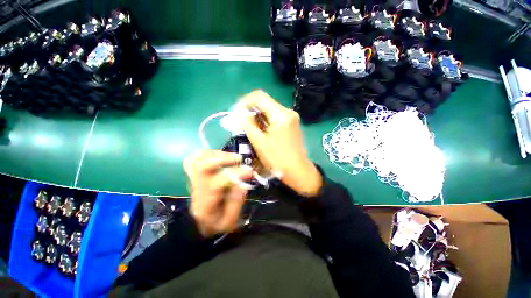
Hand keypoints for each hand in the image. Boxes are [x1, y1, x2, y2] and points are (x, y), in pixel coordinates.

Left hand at [184, 150, 252, 236]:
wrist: (196, 225)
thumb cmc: (214, 224)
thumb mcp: (229, 221)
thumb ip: (236, 201)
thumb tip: (243, 182)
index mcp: (206, 200)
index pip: (218, 182)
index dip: (235, 173)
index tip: (250, 171)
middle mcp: (197, 187)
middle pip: (203, 165)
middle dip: (223, 159)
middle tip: (239, 159)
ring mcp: (193, 178)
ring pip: (197, 159)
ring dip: (217, 154)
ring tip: (230, 158)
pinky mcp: (194, 174)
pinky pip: (195, 158)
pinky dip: (208, 154)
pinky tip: (219, 156)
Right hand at [240, 90, 322, 196]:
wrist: (297, 170)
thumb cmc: (277, 158)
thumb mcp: (259, 142)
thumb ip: (248, 125)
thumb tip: (239, 114)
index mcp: (280, 115)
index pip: (259, 96)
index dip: (245, 102)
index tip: (237, 112)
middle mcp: (288, 112)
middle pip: (265, 102)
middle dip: (251, 110)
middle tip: (242, 122)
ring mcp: (291, 117)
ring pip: (269, 110)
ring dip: (258, 117)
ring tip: (251, 129)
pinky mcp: (292, 123)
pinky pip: (275, 116)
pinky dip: (265, 121)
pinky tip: (261, 131)